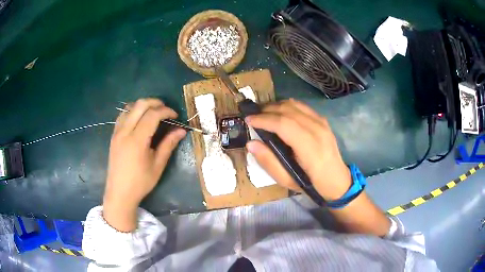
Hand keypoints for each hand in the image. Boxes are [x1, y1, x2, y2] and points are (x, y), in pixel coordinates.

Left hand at [103, 98, 185, 231]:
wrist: (119, 193)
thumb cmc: (140, 182)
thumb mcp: (158, 165)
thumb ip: (169, 144)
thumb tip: (181, 130)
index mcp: (137, 140)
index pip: (152, 115)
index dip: (166, 111)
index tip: (175, 116)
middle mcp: (125, 131)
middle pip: (140, 105)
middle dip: (155, 102)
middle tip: (166, 110)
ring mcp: (117, 132)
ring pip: (129, 107)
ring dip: (143, 105)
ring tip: (153, 113)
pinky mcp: (113, 135)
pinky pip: (122, 115)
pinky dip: (133, 111)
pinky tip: (139, 119)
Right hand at [245, 99, 350, 200]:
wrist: (337, 180)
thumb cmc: (311, 184)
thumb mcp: (287, 180)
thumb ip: (268, 161)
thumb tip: (251, 143)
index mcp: (310, 148)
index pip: (284, 125)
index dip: (264, 119)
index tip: (248, 120)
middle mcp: (318, 130)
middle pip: (288, 110)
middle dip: (267, 110)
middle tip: (253, 117)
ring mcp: (322, 122)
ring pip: (294, 104)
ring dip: (276, 106)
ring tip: (263, 114)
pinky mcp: (323, 120)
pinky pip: (301, 106)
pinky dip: (287, 106)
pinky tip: (279, 114)